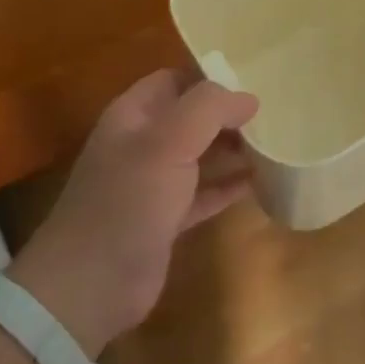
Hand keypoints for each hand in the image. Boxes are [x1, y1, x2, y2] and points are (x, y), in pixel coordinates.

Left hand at [9, 71, 258, 356]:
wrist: (91, 284)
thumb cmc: (128, 200)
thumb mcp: (168, 142)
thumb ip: (209, 110)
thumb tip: (248, 98)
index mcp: (133, 116)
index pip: (173, 80)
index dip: (208, 79)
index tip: (251, 84)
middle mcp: (141, 144)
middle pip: (189, 117)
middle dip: (225, 115)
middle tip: (270, 116)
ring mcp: (152, 184)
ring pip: (198, 155)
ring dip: (230, 149)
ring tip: (273, 144)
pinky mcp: (165, 220)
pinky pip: (202, 194)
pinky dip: (226, 187)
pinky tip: (256, 183)